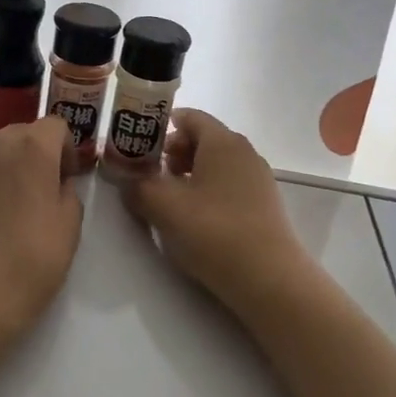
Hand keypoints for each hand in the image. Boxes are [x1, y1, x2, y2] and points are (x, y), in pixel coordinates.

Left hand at [0, 115, 83, 336]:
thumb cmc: (30, 259)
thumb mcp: (69, 226)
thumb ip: (68, 192)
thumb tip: (56, 183)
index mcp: (32, 147)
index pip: (55, 126)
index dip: (65, 149)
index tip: (67, 178)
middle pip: (22, 132)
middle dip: (36, 152)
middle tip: (41, 190)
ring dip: (7, 162)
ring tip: (11, 200)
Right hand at [119, 110, 323, 318]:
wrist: (269, 279)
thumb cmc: (213, 231)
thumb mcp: (164, 207)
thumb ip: (138, 187)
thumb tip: (126, 180)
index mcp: (222, 141)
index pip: (190, 117)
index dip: (161, 125)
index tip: (138, 143)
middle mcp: (244, 152)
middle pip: (203, 139)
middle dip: (173, 152)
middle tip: (150, 174)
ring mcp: (258, 179)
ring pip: (217, 164)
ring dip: (190, 174)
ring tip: (170, 200)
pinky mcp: (264, 205)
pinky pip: (230, 185)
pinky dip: (208, 191)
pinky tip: (196, 219)